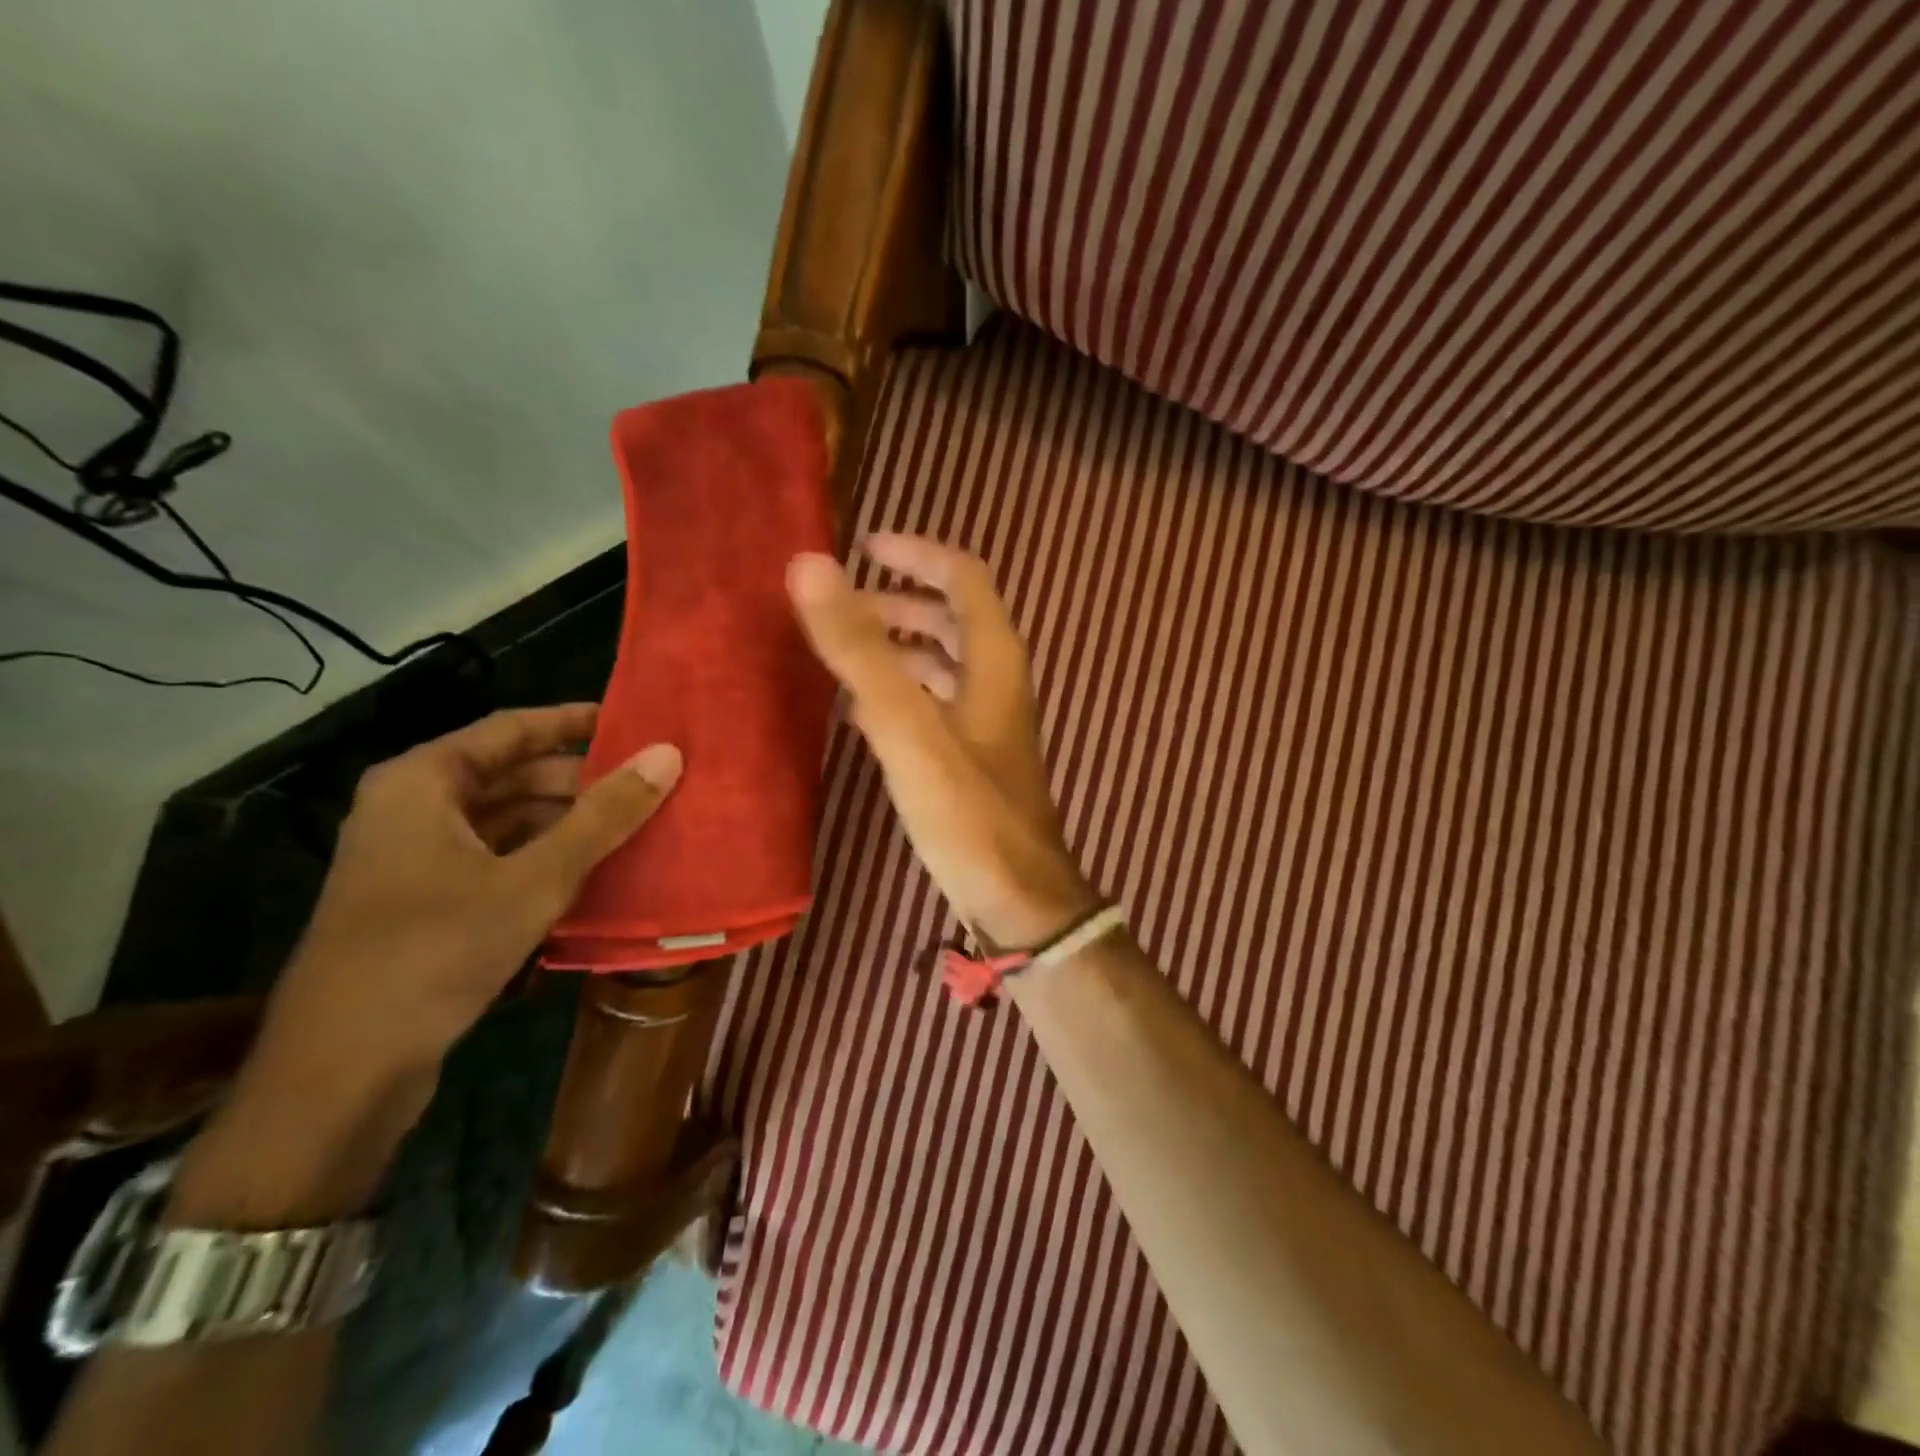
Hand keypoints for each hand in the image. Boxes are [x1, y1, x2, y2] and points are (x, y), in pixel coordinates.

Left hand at [255, 704, 681, 1080]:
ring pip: (510, 820)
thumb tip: (667, 755)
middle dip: (583, 780)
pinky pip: (500, 859)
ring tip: (639, 824)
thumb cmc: (435, 951)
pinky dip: (548, 858)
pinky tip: (599, 871)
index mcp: (423, 782)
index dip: (577, 722)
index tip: (638, 723)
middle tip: (652, 783)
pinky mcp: (428, 902)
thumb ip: (604, 815)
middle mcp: (415, 808)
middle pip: (513, 775)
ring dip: (570, 823)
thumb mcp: (535, 879)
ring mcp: (418, 858)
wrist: (342, 1071)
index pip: (513, 729)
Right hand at [787, 534, 1098, 948]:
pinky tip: (858, 708)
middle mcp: (996, 682)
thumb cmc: (967, 810)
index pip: (964, 577)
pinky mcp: (972, 760)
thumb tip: (810, 566)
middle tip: (839, 605)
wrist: (1016, 897)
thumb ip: (861, 649)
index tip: (864, 546)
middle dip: (898, 602)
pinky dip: (899, 691)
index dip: (917, 554)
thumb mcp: (908, 726)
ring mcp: (986, 723)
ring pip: (941, 664)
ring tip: (839, 650)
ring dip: (896, 647)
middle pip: (951, 618)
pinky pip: (933, 706)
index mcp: (994, 659)